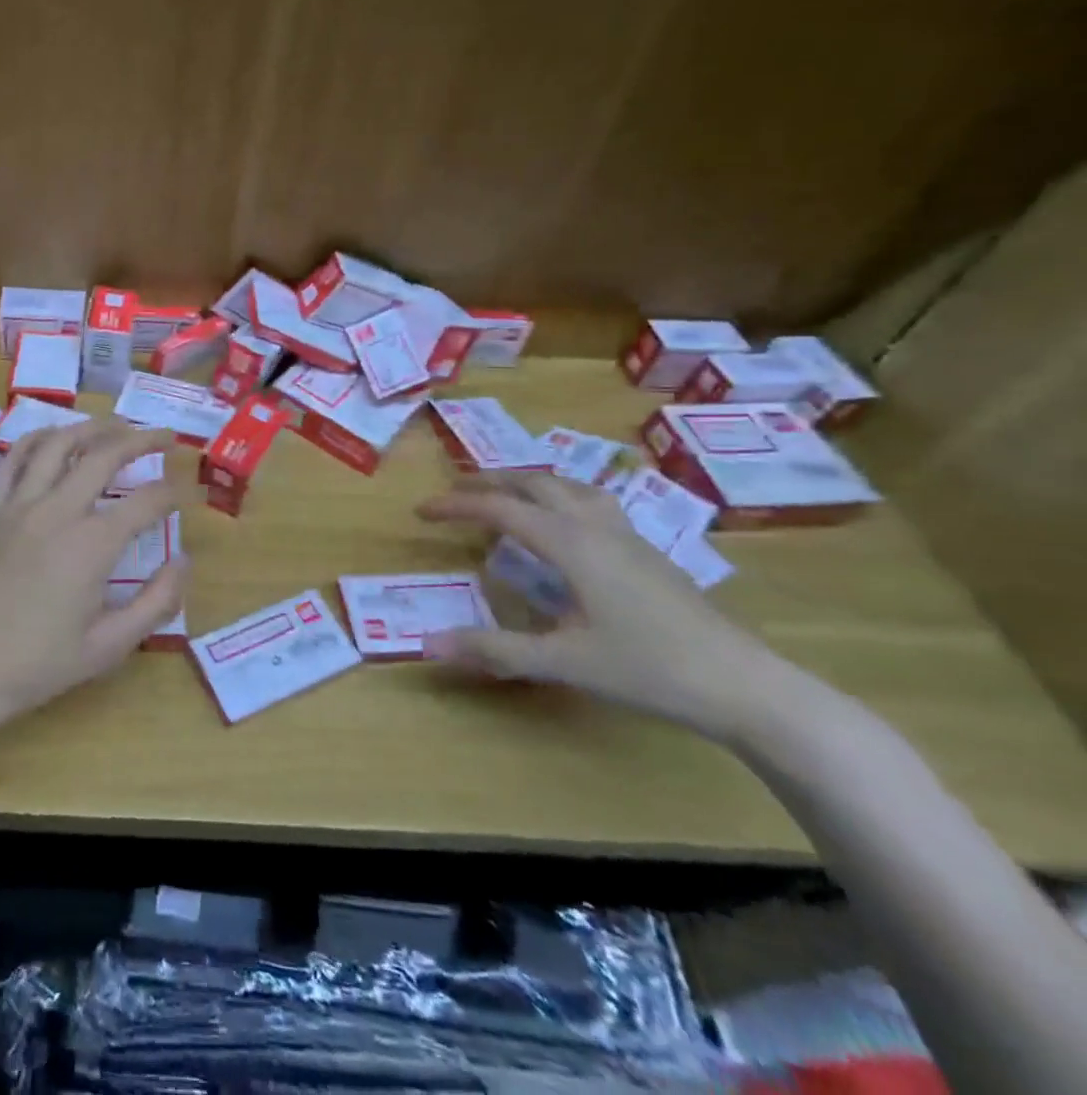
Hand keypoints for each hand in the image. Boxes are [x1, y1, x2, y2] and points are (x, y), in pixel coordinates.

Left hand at [0, 419, 189, 741]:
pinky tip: (51, 439)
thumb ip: (155, 602)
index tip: (186, 491)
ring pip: (58, 444)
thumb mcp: (107, 648)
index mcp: (92, 544)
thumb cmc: (34, 665)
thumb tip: (183, 561)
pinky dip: (36, 440)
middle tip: (163, 436)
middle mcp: (57, 511)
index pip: (146, 502)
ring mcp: (18, 506)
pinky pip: (13, 461)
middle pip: (105, 455)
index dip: (172, 493)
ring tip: (113, 426)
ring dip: (91, 427)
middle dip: (141, 439)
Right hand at [419, 473, 795, 741]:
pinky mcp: (649, 554)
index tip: (421, 511)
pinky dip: (560, 500)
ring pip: (570, 487)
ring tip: (505, 497)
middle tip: (455, 494)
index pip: (501, 510)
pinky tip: (565, 529)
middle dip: (490, 483)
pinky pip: (593, 504)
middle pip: (536, 484)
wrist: (748, 687)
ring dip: (529, 484)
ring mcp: (629, 537)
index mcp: (572, 544)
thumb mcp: (565, 663)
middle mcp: (598, 528)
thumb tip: (428, 643)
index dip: (457, 506)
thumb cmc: (651, 670)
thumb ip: (495, 650)